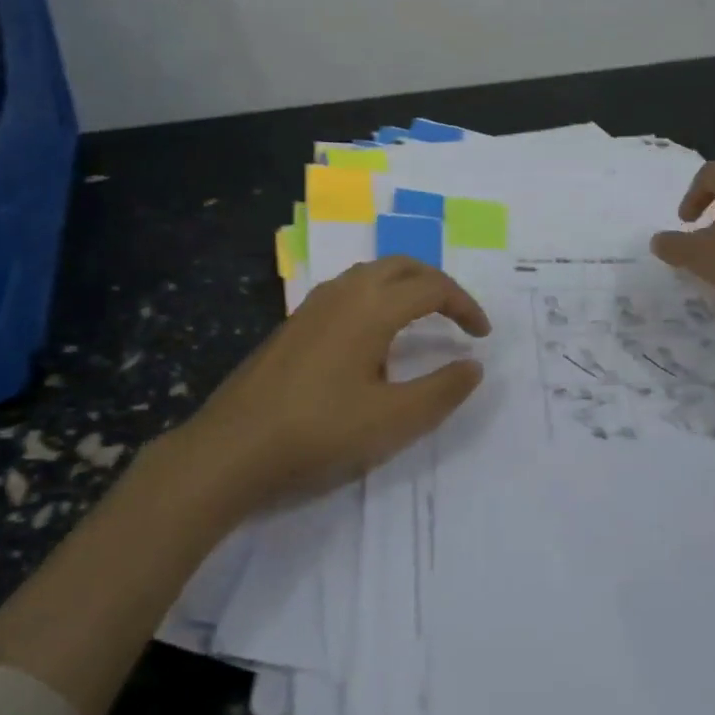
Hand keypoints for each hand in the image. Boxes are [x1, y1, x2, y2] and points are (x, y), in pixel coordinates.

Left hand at [182, 257, 490, 510]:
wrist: (232, 448)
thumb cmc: (319, 432)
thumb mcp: (392, 420)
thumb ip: (441, 390)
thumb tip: (474, 365)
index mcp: (371, 306)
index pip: (432, 287)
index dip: (465, 306)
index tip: (482, 336)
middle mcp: (344, 292)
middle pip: (402, 266)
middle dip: (437, 285)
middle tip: (458, 316)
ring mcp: (314, 304)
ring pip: (372, 274)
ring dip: (405, 287)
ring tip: (422, 320)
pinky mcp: (295, 322)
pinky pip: (349, 290)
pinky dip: (377, 297)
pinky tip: (373, 339)